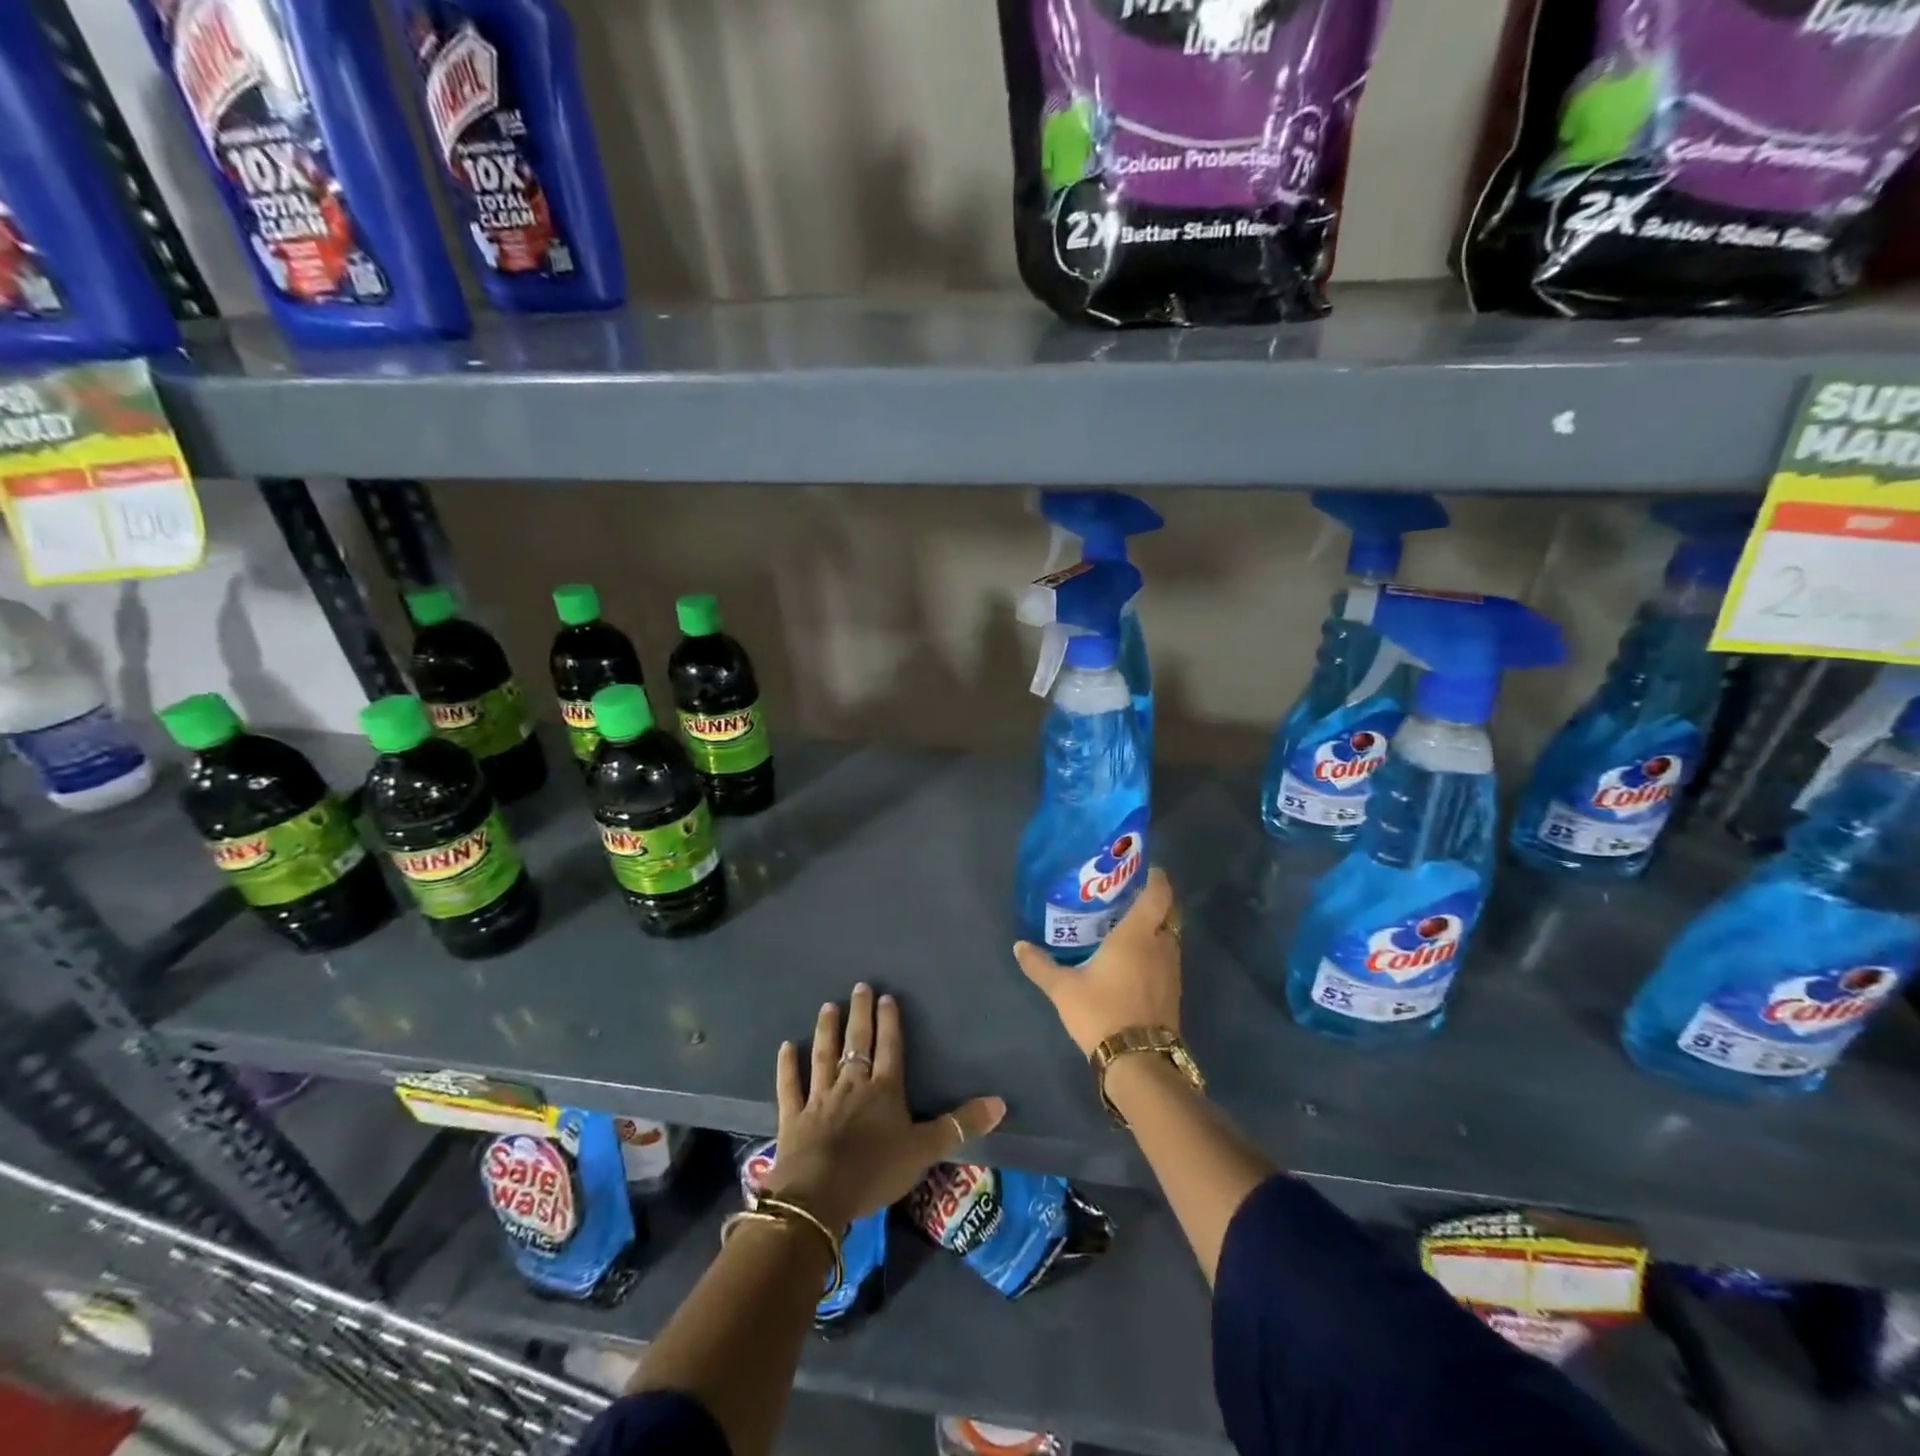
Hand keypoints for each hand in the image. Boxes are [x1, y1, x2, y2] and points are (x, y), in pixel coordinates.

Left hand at [763, 983, 1005, 1230]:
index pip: (890, 1048)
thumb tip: (1001, 1102)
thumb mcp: (925, 1150)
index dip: (889, 1022)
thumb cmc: (876, 1171)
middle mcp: (852, 1085)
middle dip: (860, 1014)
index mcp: (884, 1090)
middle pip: (858, 1043)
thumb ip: (961, 1125)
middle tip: (859, 987)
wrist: (819, 1195)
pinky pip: (790, 1085)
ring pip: (824, 1056)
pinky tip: (786, 1046)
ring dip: (826, 1030)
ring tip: (828, 1006)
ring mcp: (820, 1098)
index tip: (886, 996)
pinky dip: (788, 1066)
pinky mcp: (794, 1116)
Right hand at [1014, 866, 1181, 1056]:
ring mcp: (1171, 970)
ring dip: (1157, 927)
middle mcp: (1160, 946)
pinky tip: (1135, 959)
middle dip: (1156, 900)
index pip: (1158, 893)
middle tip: (1131, 895)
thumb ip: (1040, 965)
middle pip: (1169, 912)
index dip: (1155, 877)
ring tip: (1130, 925)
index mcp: (1137, 935)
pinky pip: (1168, 958)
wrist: (1138, 1061)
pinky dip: (1157, 950)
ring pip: (1171, 936)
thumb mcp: (1063, 988)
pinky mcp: (1173, 992)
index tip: (1142, 868)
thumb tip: (1019, 946)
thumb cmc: (1101, 1012)